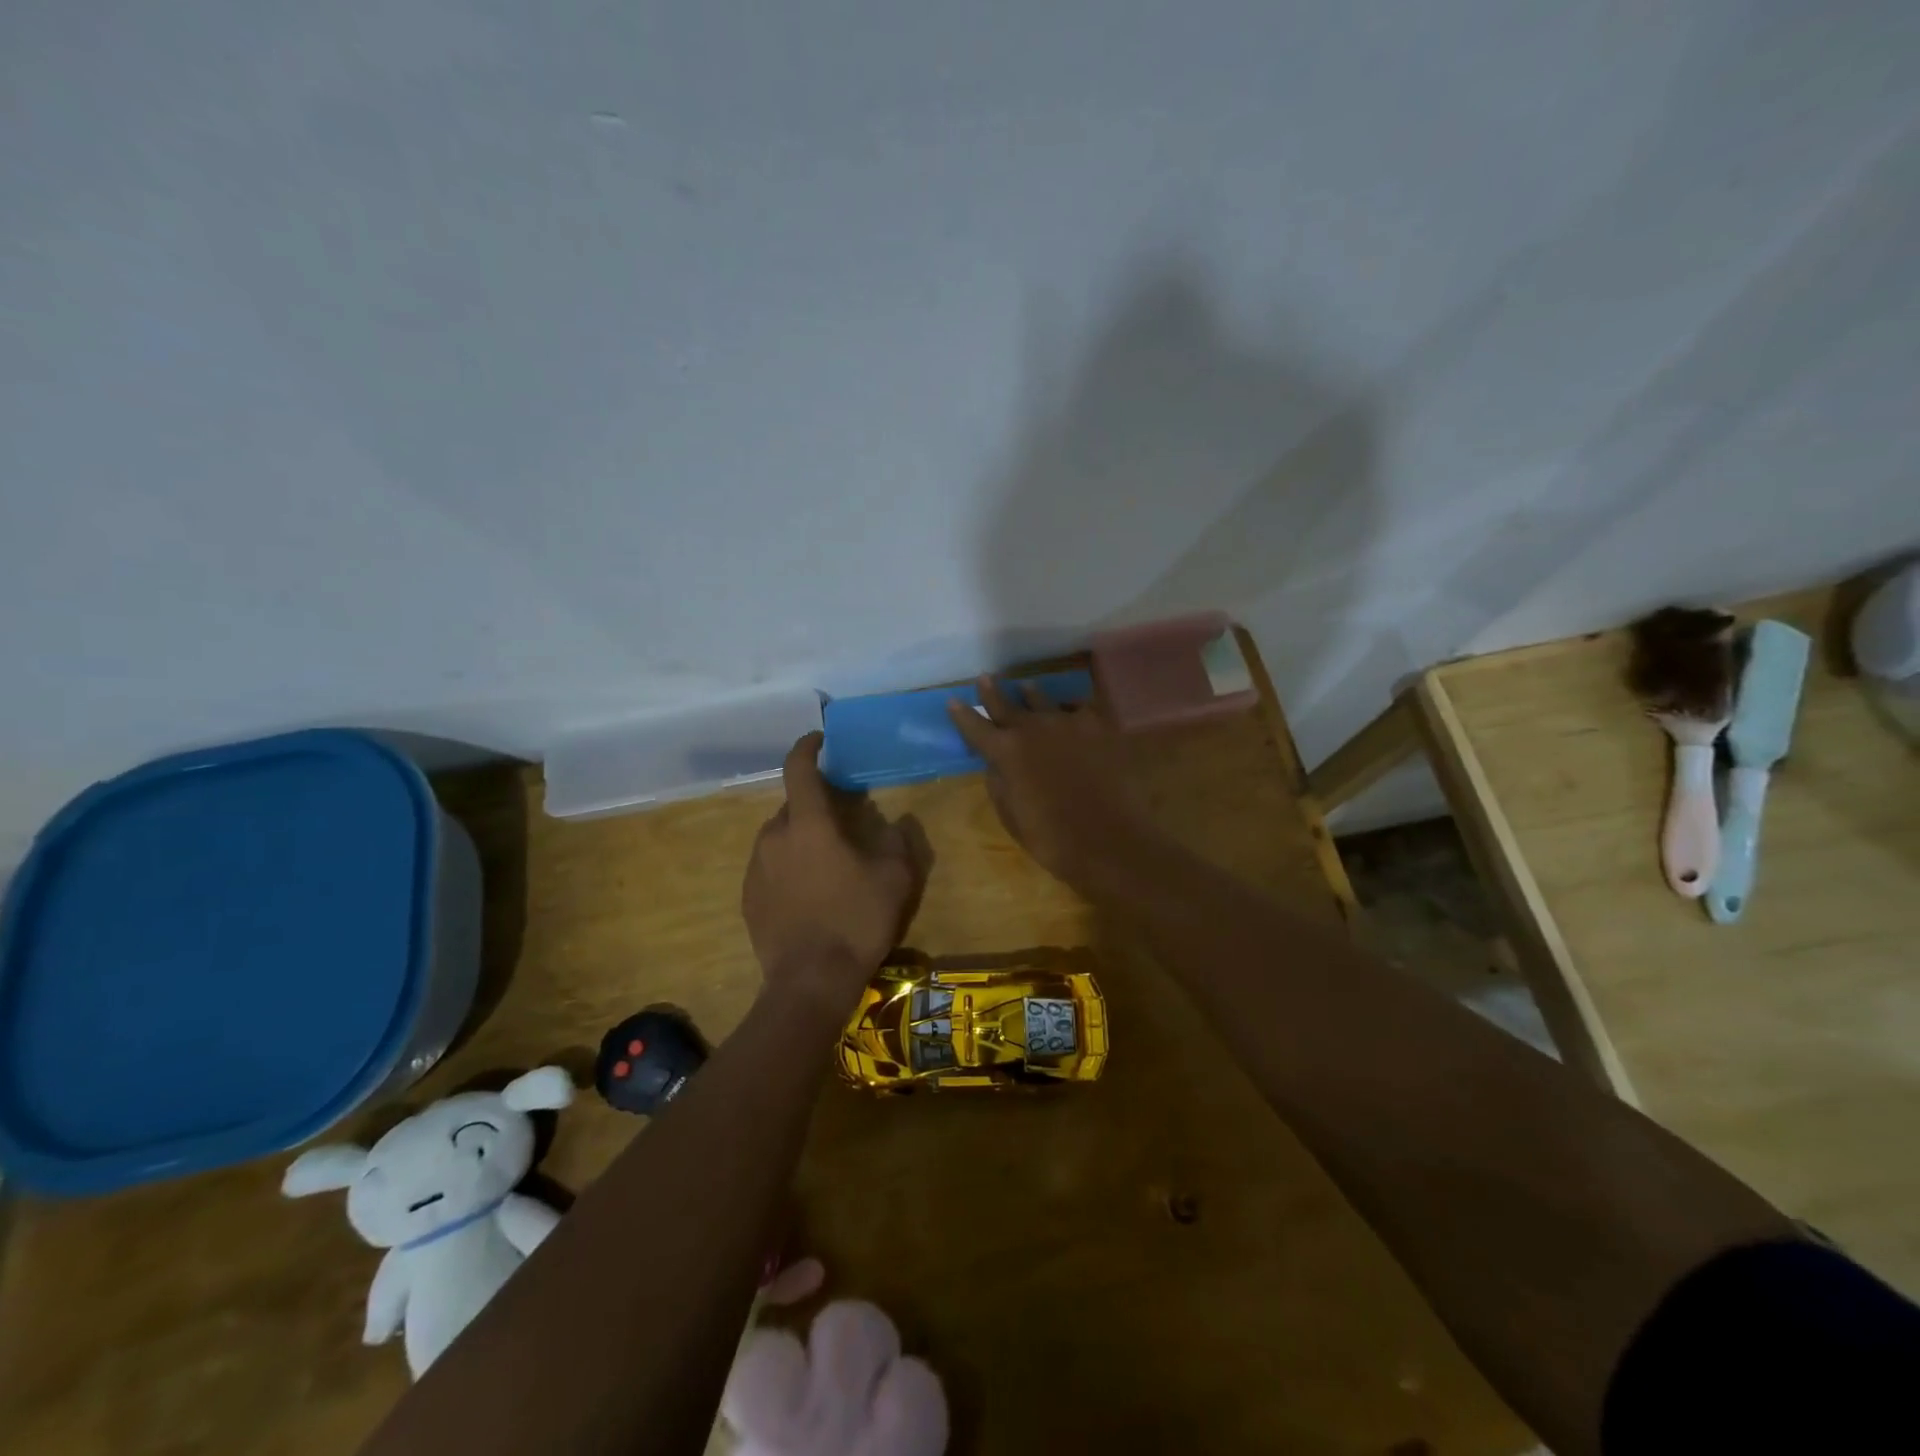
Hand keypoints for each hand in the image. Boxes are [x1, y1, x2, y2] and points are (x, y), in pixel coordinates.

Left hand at [742, 733, 923, 1008]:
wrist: (810, 982)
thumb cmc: (856, 920)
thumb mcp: (895, 878)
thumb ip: (897, 841)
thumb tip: (893, 825)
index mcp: (808, 824)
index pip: (799, 768)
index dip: (807, 747)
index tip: (818, 740)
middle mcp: (774, 837)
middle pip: (793, 806)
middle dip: (815, 805)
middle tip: (842, 823)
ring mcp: (756, 869)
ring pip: (780, 838)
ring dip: (802, 839)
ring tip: (828, 864)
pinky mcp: (748, 898)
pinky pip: (770, 868)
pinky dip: (788, 868)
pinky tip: (810, 894)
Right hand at [946, 677, 1156, 891]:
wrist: (1111, 841)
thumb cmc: (1053, 839)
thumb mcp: (1011, 815)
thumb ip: (999, 783)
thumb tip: (995, 764)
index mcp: (1007, 752)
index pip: (976, 727)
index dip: (962, 715)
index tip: (953, 701)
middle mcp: (1034, 728)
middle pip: (1007, 704)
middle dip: (993, 692)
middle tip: (985, 678)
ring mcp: (1069, 723)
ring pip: (1043, 700)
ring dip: (1030, 694)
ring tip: (1025, 687)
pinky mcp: (1100, 727)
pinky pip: (1080, 707)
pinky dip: (1070, 707)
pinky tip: (1070, 709)